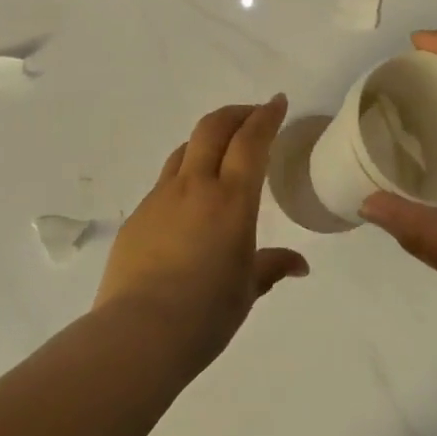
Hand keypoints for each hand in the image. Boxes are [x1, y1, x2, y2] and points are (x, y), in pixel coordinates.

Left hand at [94, 95, 308, 370]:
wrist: (138, 332)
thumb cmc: (206, 313)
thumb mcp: (248, 290)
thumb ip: (272, 266)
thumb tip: (299, 265)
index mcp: (231, 200)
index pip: (251, 141)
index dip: (266, 116)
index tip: (277, 102)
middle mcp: (194, 187)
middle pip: (212, 128)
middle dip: (235, 114)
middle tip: (252, 116)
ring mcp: (160, 198)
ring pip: (185, 150)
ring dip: (207, 141)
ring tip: (221, 153)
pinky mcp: (137, 216)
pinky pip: (165, 182)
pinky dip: (185, 175)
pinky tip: (190, 202)